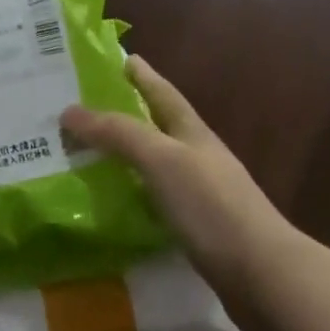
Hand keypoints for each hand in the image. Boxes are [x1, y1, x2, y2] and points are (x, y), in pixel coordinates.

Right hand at [60, 56, 286, 304]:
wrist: (262, 274)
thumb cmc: (212, 206)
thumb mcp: (162, 159)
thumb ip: (117, 133)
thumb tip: (68, 111)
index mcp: (191, 133)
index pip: (162, 93)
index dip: (141, 74)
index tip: (116, 56)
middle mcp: (193, 157)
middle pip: (152, 126)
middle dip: (120, 113)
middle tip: (76, 107)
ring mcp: (193, 193)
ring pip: (146, 163)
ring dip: (116, 154)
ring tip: (76, 151)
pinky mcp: (188, 226)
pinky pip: (146, 196)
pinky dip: (123, 190)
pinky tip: (100, 198)